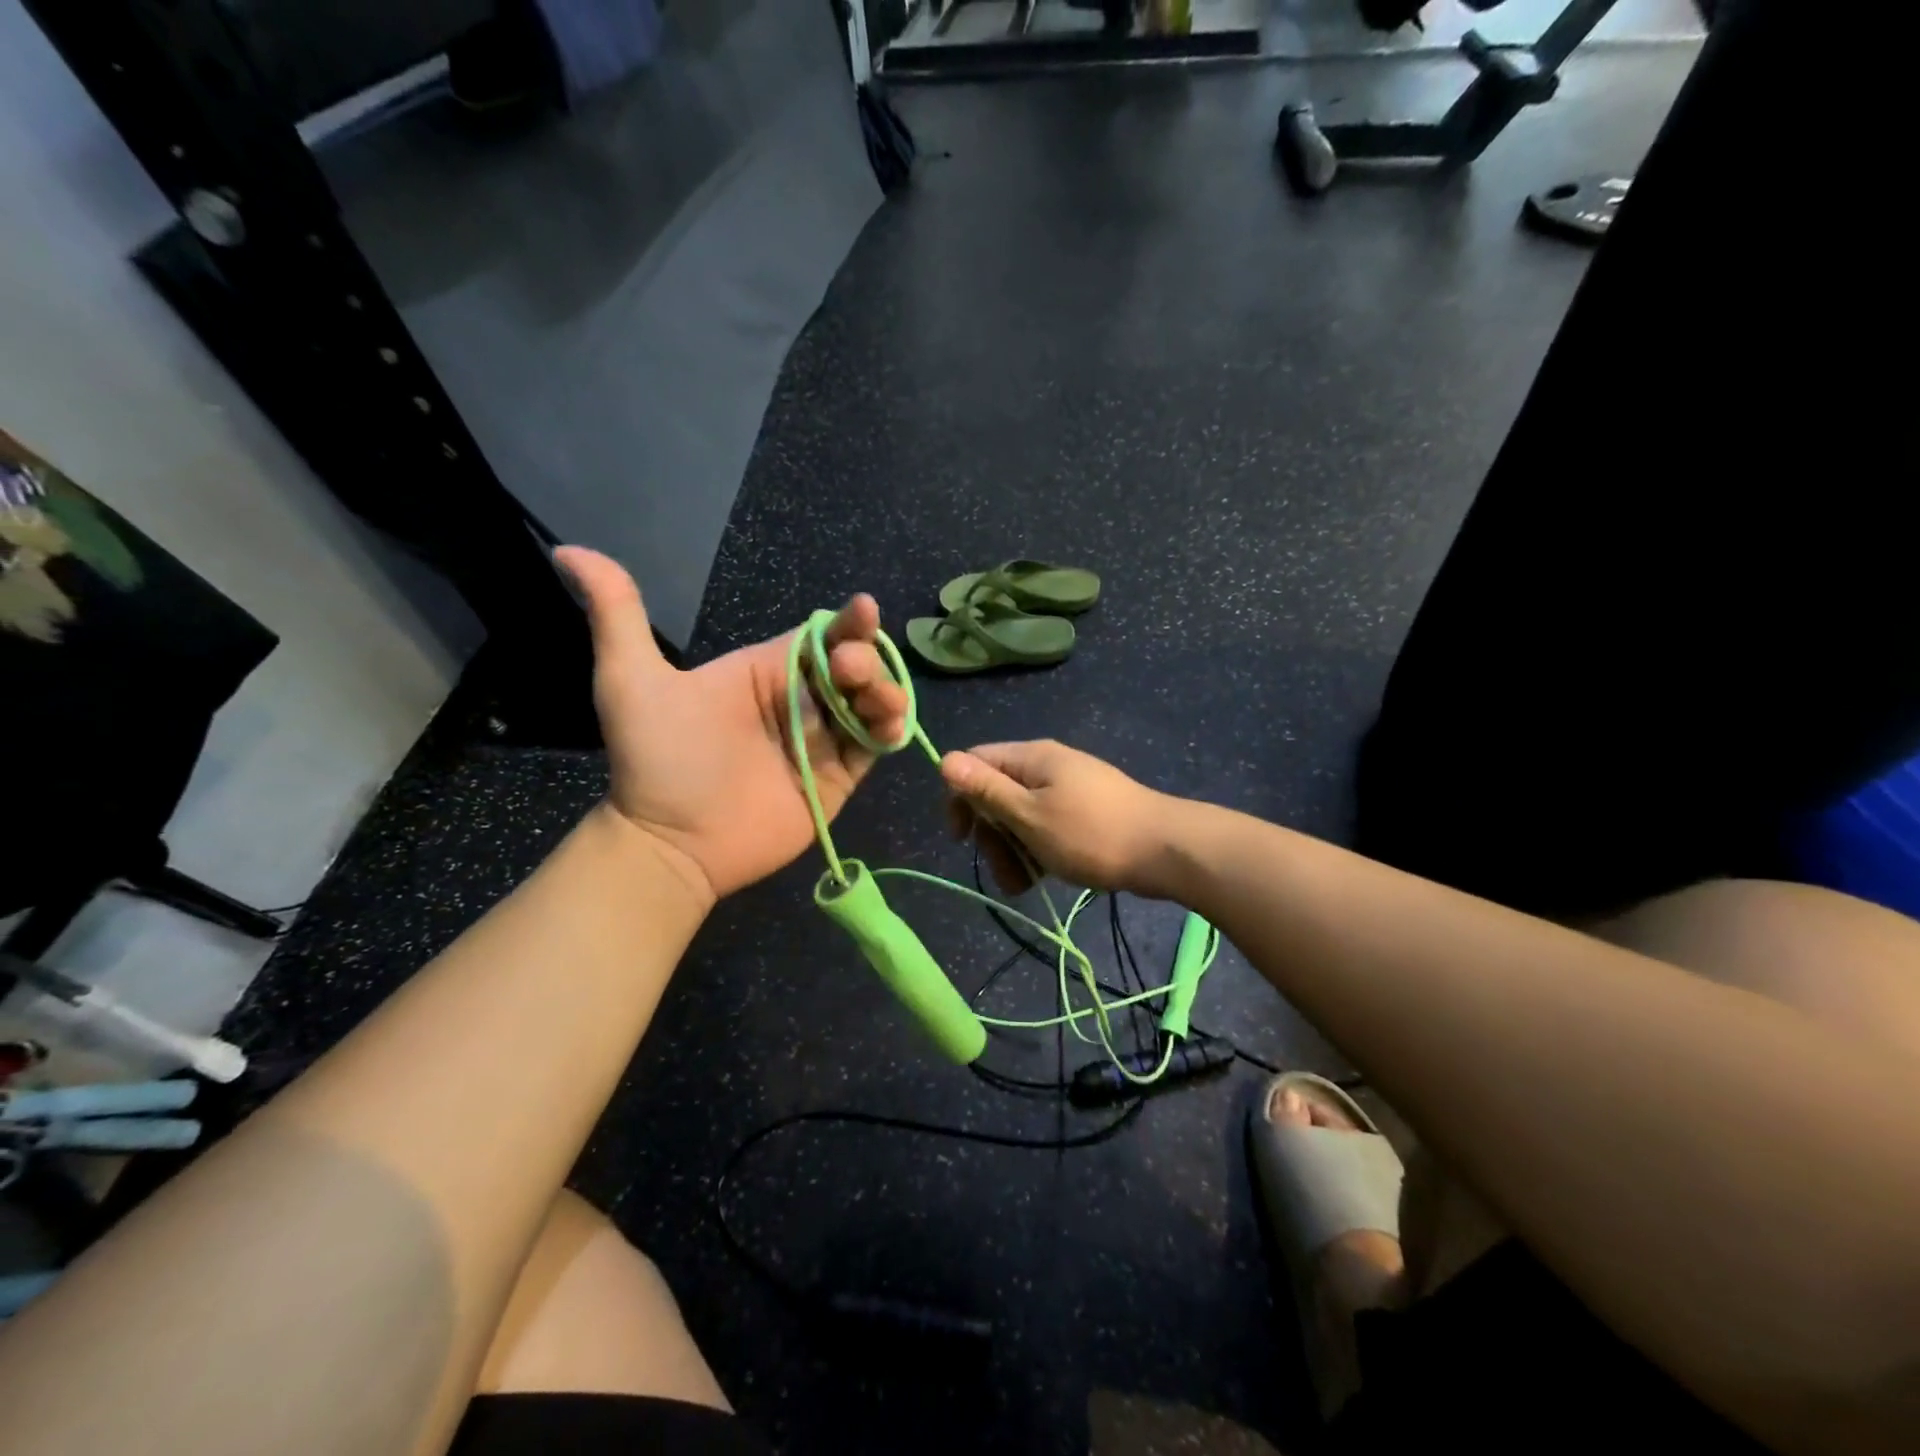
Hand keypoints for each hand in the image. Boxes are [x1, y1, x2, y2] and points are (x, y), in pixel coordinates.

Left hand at [559, 547, 908, 904]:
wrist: (670, 843)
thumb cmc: (656, 760)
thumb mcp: (631, 681)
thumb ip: (617, 614)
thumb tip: (568, 550)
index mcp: (763, 673)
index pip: (817, 638)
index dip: (845, 624)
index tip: (863, 610)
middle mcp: (797, 702)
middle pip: (851, 667)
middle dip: (865, 659)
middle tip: (851, 670)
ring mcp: (820, 742)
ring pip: (869, 704)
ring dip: (885, 692)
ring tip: (877, 701)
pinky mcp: (837, 779)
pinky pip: (872, 749)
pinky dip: (889, 733)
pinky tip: (890, 726)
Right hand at [939, 739, 1178, 896]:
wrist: (1165, 850)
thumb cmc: (1091, 833)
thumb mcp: (1029, 815)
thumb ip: (986, 790)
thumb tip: (943, 758)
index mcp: (1031, 758)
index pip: (975, 763)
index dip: (960, 798)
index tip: (962, 838)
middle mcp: (1047, 766)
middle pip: (997, 794)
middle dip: (992, 836)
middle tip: (1004, 871)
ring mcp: (1068, 789)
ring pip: (1021, 816)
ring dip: (1013, 851)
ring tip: (1023, 885)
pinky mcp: (1084, 812)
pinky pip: (1046, 827)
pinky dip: (1037, 851)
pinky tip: (1042, 878)